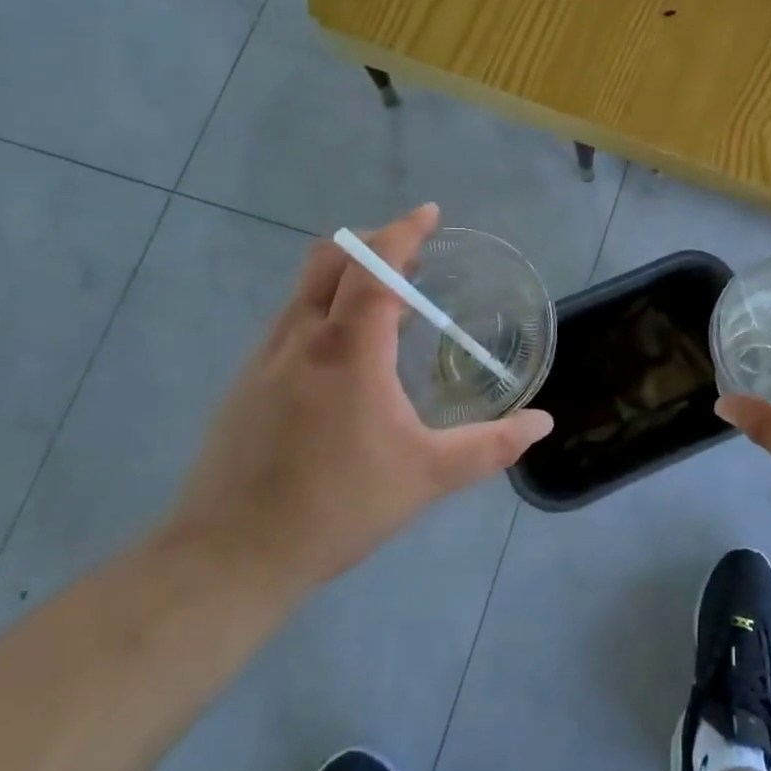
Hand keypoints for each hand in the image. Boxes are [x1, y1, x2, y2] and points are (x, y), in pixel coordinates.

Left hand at [170, 204, 552, 588]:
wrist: (228, 557)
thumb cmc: (336, 507)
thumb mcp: (426, 477)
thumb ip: (489, 447)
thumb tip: (542, 424)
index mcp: (348, 350)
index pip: (375, 268)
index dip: (403, 233)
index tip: (430, 213)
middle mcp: (302, 339)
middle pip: (331, 259)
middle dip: (373, 242)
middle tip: (413, 255)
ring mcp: (266, 359)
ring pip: (305, 288)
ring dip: (346, 274)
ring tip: (388, 301)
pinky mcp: (246, 383)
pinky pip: (291, 320)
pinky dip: (324, 307)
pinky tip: (346, 352)